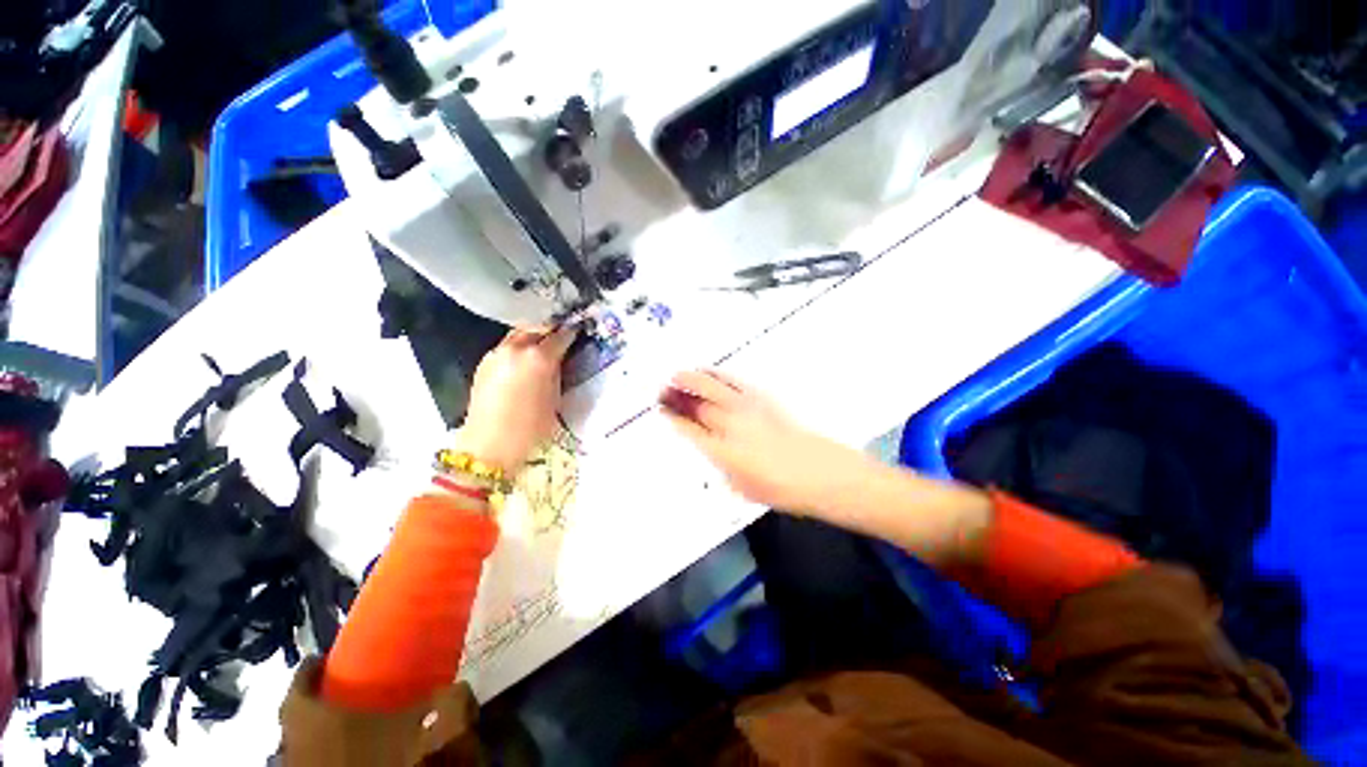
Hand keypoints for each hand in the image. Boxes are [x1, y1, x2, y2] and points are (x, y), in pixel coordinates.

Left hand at [457, 326, 577, 474]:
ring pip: (518, 334)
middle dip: (549, 330)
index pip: (560, 336)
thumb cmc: (527, 433)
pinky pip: (505, 347)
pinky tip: (521, 362)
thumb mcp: (553, 404)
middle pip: (537, 327)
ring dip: (531, 336)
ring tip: (540, 346)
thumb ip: (556, 376)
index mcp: (538, 358)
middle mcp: (516, 348)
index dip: (571, 334)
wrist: (487, 447)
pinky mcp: (484, 363)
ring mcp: (497, 353)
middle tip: (559, 336)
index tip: (577, 333)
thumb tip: (557, 363)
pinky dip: (516, 349)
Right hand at [659, 369, 868, 515]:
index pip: (689, 430)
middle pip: (698, 405)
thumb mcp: (744, 488)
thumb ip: (726, 469)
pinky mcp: (765, 399)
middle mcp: (731, 426)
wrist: (820, 473)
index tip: (662, 411)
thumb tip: (718, 456)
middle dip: (678, 397)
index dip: (673, 419)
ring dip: (693, 379)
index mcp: (722, 452)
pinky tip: (710, 372)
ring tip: (678, 375)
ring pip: (714, 386)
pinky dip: (718, 375)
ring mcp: (748, 409)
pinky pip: (734, 382)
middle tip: (663, 391)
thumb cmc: (784, 489)